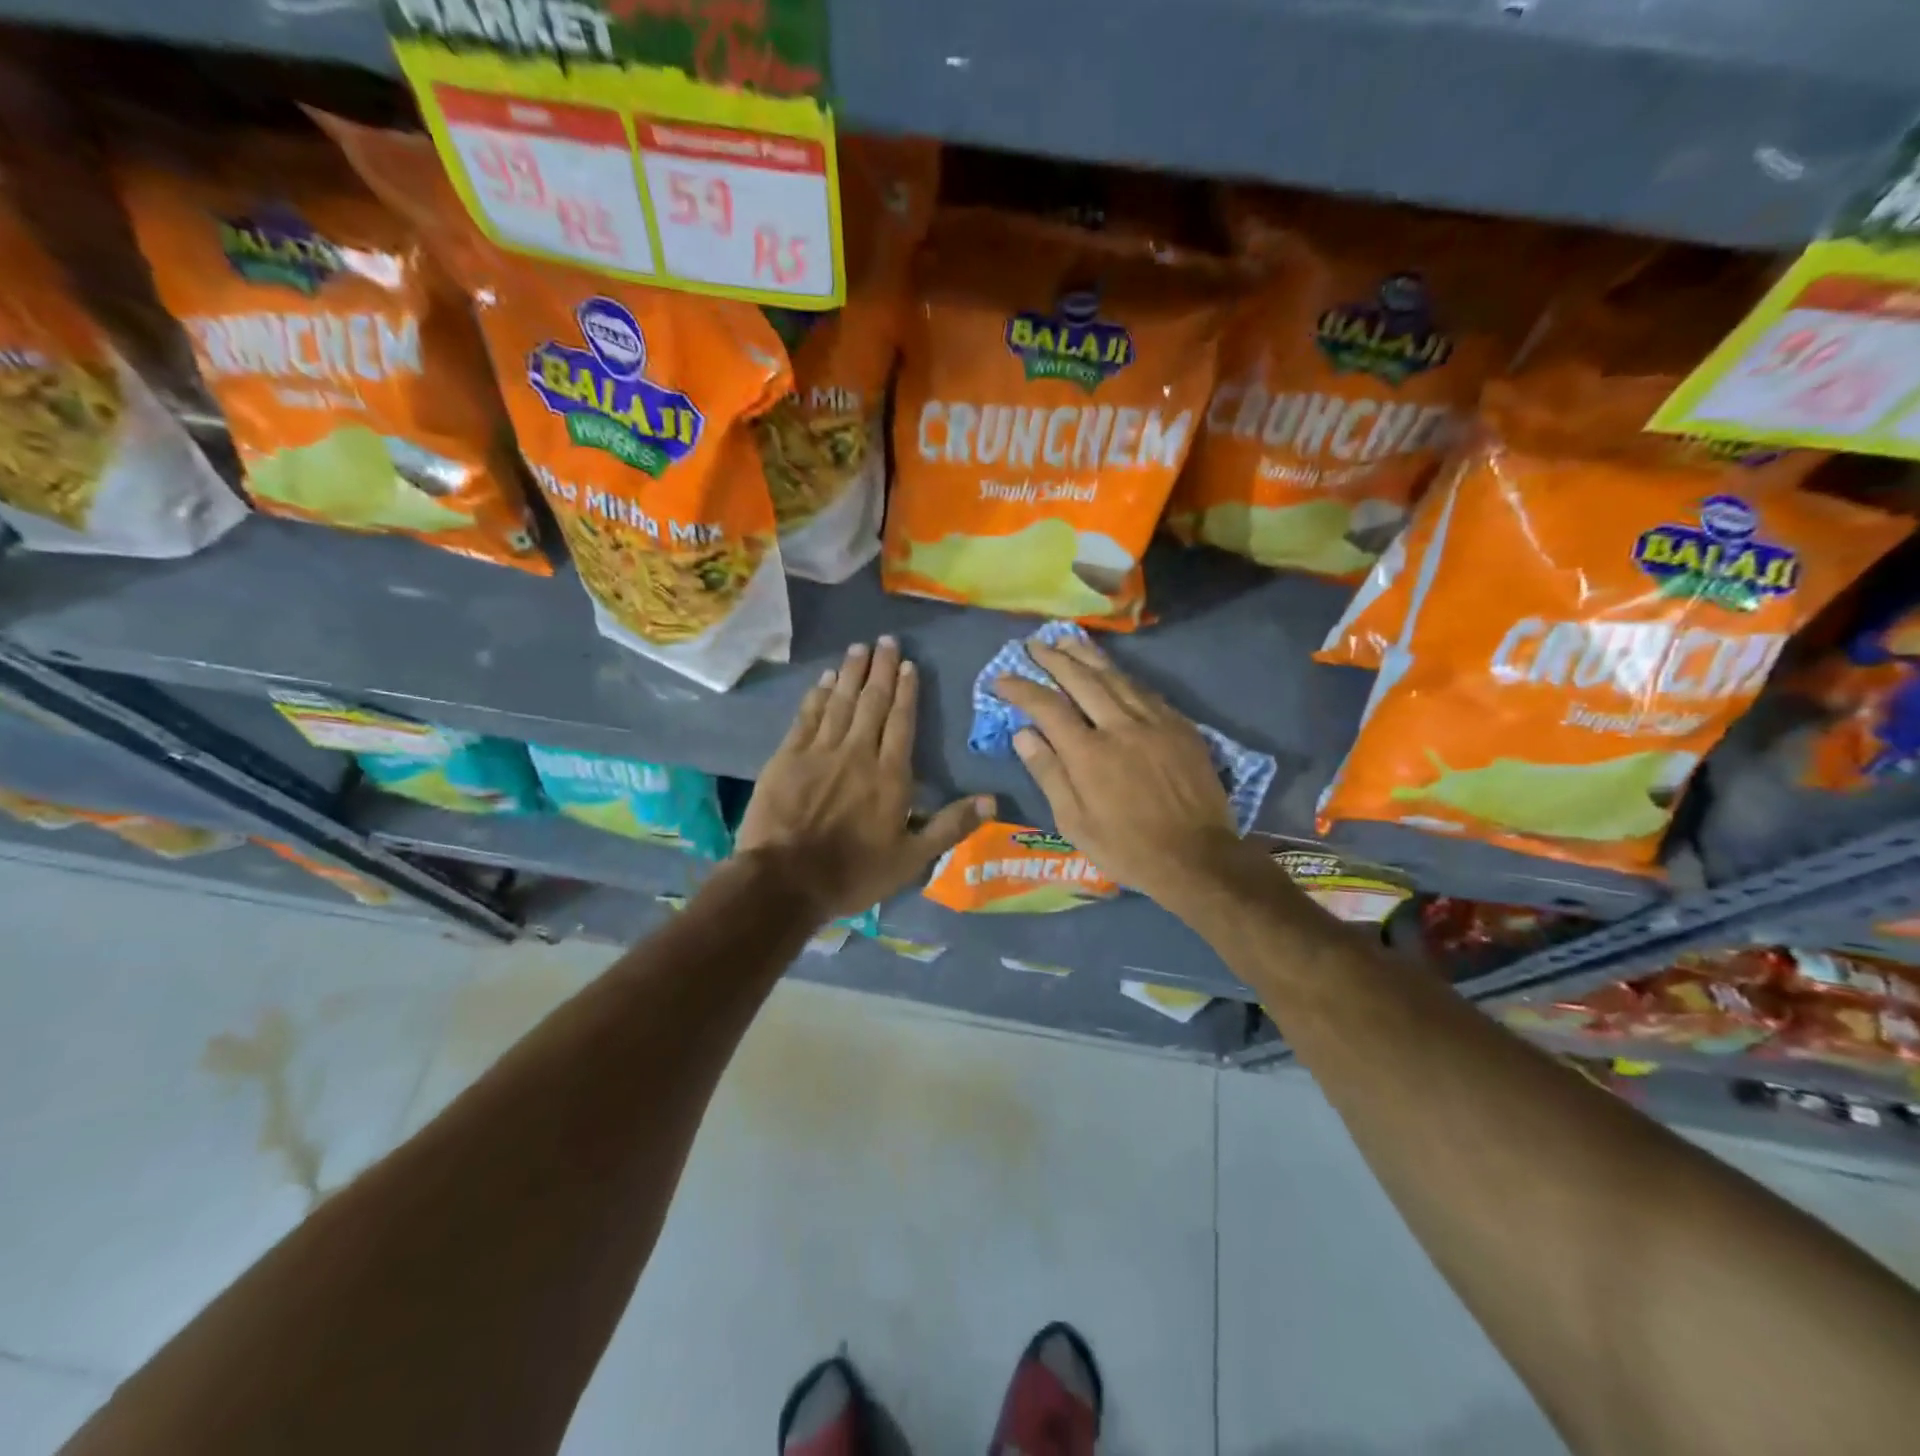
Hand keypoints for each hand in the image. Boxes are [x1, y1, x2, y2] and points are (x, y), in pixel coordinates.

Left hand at [736, 637, 990, 920]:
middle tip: (886, 641)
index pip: (902, 723)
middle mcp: (858, 754)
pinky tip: (825, 679)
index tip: (908, 665)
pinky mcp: (787, 758)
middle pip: (872, 703)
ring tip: (859, 648)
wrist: (786, 881)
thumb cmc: (854, 873)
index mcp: (890, 776)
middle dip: (881, 670)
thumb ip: (951, 826)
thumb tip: (992, 800)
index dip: (906, 692)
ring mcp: (820, 752)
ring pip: (840, 702)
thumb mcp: (912, 859)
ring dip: (851, 674)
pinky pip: (807, 717)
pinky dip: (818, 695)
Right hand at [995, 637, 1259, 906]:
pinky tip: (1112, 671)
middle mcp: (1121, 727)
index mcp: (1089, 754)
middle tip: (1034, 644)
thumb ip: (1049, 774)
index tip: (1002, 678)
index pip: (1047, 707)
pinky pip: (1145, 691)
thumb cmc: (1127, 848)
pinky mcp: (1180, 727)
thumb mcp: (1075, 823)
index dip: (1021, 688)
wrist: (1198, 858)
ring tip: (1067, 640)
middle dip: (1053, 658)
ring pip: (1116, 677)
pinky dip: (1122, 676)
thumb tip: (1023, 734)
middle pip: (1082, 679)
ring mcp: (1155, 723)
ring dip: (1088, 655)